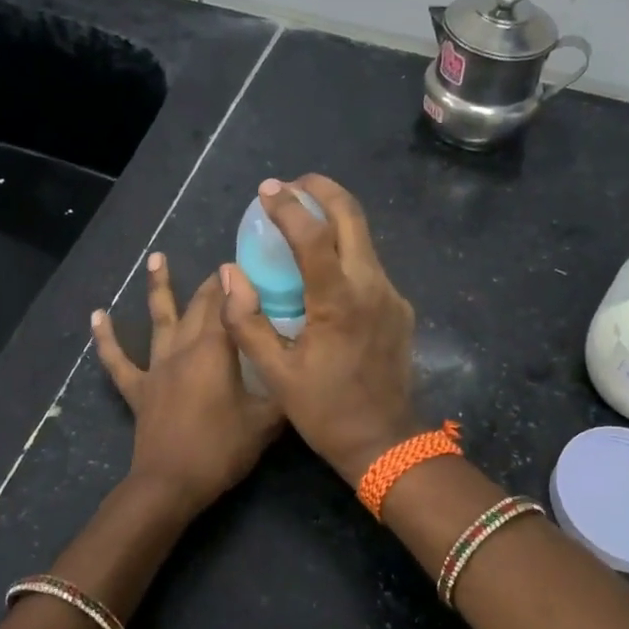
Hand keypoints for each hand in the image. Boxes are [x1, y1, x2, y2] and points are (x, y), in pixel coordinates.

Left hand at [92, 253, 284, 516]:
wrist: (170, 484)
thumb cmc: (221, 450)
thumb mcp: (266, 422)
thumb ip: (282, 391)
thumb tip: (298, 370)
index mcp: (215, 351)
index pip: (227, 304)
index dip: (236, 283)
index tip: (248, 264)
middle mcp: (183, 349)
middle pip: (197, 307)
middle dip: (210, 284)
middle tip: (222, 267)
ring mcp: (157, 368)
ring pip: (158, 320)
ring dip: (157, 287)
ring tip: (156, 258)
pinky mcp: (139, 389)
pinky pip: (118, 360)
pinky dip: (106, 338)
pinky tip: (96, 315)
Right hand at [221, 175, 419, 485]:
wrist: (385, 442)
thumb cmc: (325, 411)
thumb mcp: (275, 373)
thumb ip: (246, 321)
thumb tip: (229, 274)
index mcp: (339, 302)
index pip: (314, 236)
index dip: (288, 207)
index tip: (266, 190)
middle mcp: (372, 287)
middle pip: (353, 217)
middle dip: (322, 191)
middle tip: (291, 185)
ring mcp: (391, 296)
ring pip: (365, 238)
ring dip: (335, 218)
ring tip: (302, 218)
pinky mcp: (399, 308)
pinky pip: (370, 266)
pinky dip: (346, 251)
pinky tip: (324, 268)